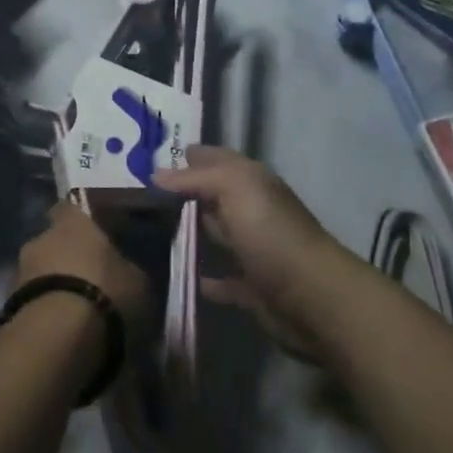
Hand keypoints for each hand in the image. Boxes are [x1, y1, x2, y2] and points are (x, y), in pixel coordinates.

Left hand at [17, 202, 152, 335]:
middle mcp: (41, 237)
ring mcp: (20, 271)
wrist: (56, 337)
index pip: (72, 207)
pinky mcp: (8, 304)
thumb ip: (127, 269)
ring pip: (41, 272)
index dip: (83, 221)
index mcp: (73, 222)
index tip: (97, 236)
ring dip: (54, 286)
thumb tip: (125, 271)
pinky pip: (33, 301)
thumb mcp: (137, 282)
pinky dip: (45, 311)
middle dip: (67, 258)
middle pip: (54, 242)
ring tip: (76, 312)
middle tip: (89, 280)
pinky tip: (61, 332)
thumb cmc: (104, 294)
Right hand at [153, 146, 344, 357]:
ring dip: (192, 232)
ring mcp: (254, 249)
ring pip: (217, 234)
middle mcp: (252, 210)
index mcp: (251, 181)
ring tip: (149, 231)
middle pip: (213, 195)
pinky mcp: (252, 288)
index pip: (215, 158)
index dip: (188, 154)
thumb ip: (195, 178)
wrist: (312, 298)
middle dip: (183, 192)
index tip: (148, 156)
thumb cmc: (271, 233)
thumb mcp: (233, 188)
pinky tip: (181, 275)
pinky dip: (206, 278)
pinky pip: (223, 280)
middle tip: (140, 192)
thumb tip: (156, 174)